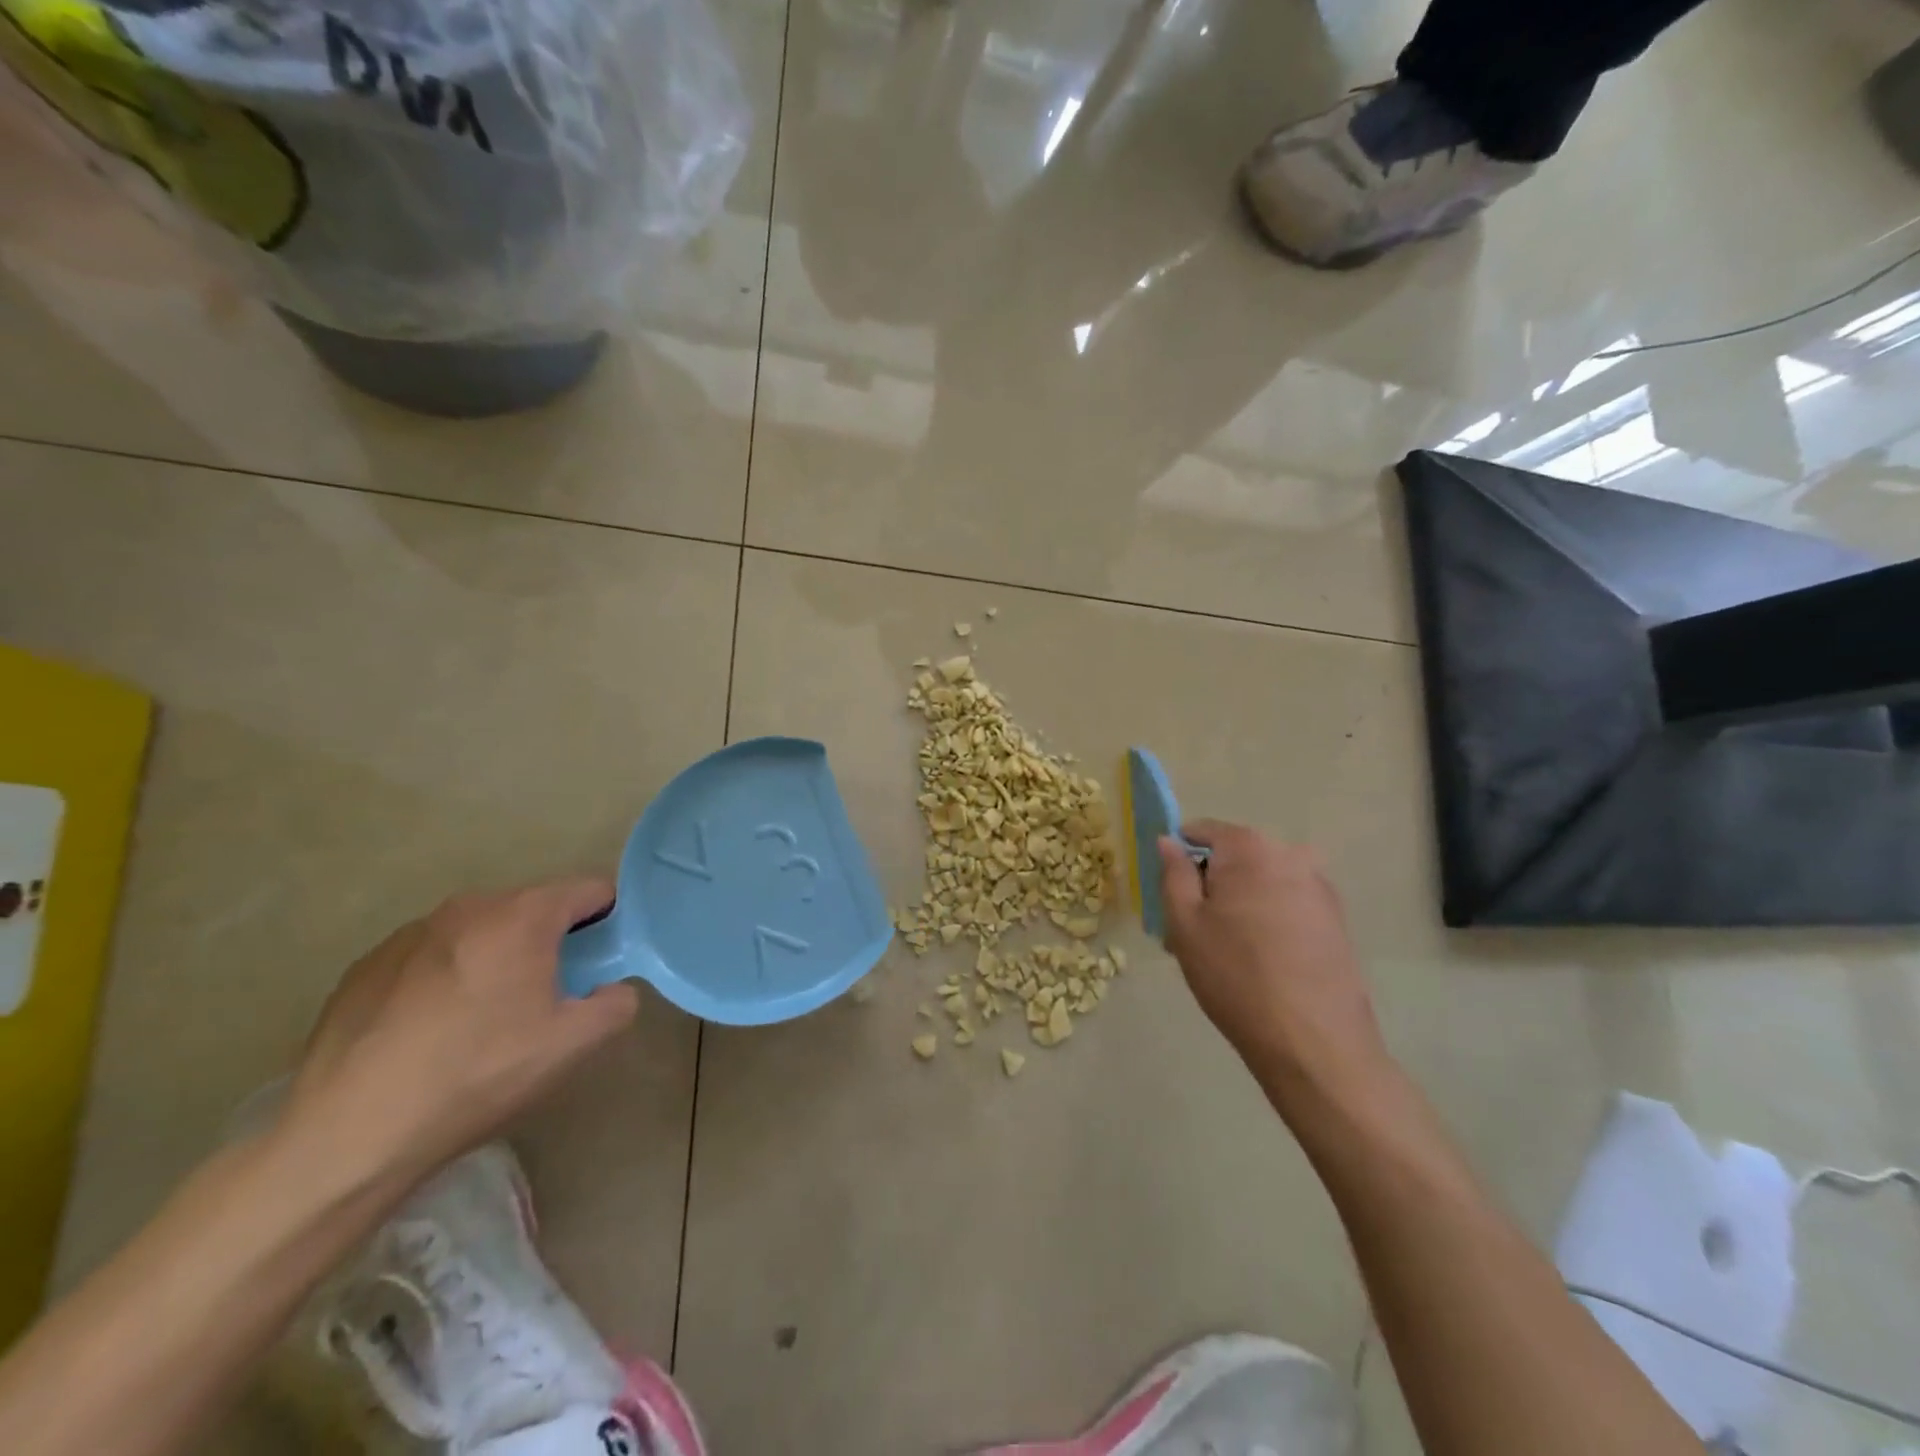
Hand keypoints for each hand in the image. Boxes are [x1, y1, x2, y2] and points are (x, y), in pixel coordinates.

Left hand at [281, 879, 638, 1183]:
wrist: (347, 1135)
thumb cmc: (477, 1075)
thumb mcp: (573, 1045)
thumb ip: (617, 1003)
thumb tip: (612, 988)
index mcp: (523, 916)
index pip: (590, 888)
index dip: (610, 917)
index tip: (604, 958)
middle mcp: (468, 907)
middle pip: (533, 907)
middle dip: (552, 939)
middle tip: (549, 995)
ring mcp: (410, 933)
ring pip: (480, 930)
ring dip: (497, 955)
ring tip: (485, 1016)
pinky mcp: (365, 966)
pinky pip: (431, 956)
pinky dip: (447, 976)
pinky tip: (431, 1031)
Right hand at [1159, 823, 1390, 1103]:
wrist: (1314, 1043)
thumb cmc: (1235, 976)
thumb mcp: (1185, 923)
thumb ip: (1173, 873)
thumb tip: (1168, 840)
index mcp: (1250, 848)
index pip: (1202, 831)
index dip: (1178, 857)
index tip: (1168, 894)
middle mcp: (1291, 855)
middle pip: (1234, 858)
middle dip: (1209, 885)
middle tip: (1190, 933)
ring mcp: (1319, 887)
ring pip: (1260, 883)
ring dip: (1237, 905)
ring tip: (1222, 953)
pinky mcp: (1336, 920)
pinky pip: (1286, 905)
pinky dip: (1266, 920)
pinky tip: (1257, 963)